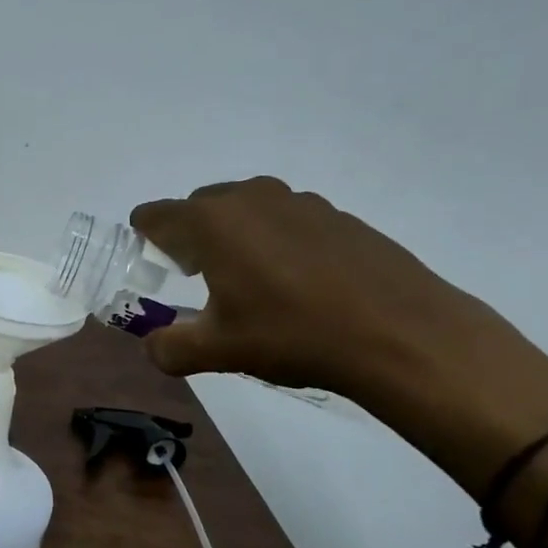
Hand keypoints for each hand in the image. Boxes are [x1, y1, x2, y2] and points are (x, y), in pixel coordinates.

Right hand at [130, 176, 482, 407]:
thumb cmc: (293, 334)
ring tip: (255, 285)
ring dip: (235, 238)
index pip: (154, 215)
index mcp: (212, 221)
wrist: (400, 334)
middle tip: (203, 282)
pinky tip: (301, 285)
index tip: (158, 272)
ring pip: (245, 210)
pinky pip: (286, 220)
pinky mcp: (337, 215)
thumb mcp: (218, 351)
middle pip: (198, 208)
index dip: (146, 241)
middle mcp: (250, 197)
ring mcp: (298, 201)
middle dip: (190, 239)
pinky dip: (277, 242)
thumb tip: (154, 346)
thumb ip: (169, 348)